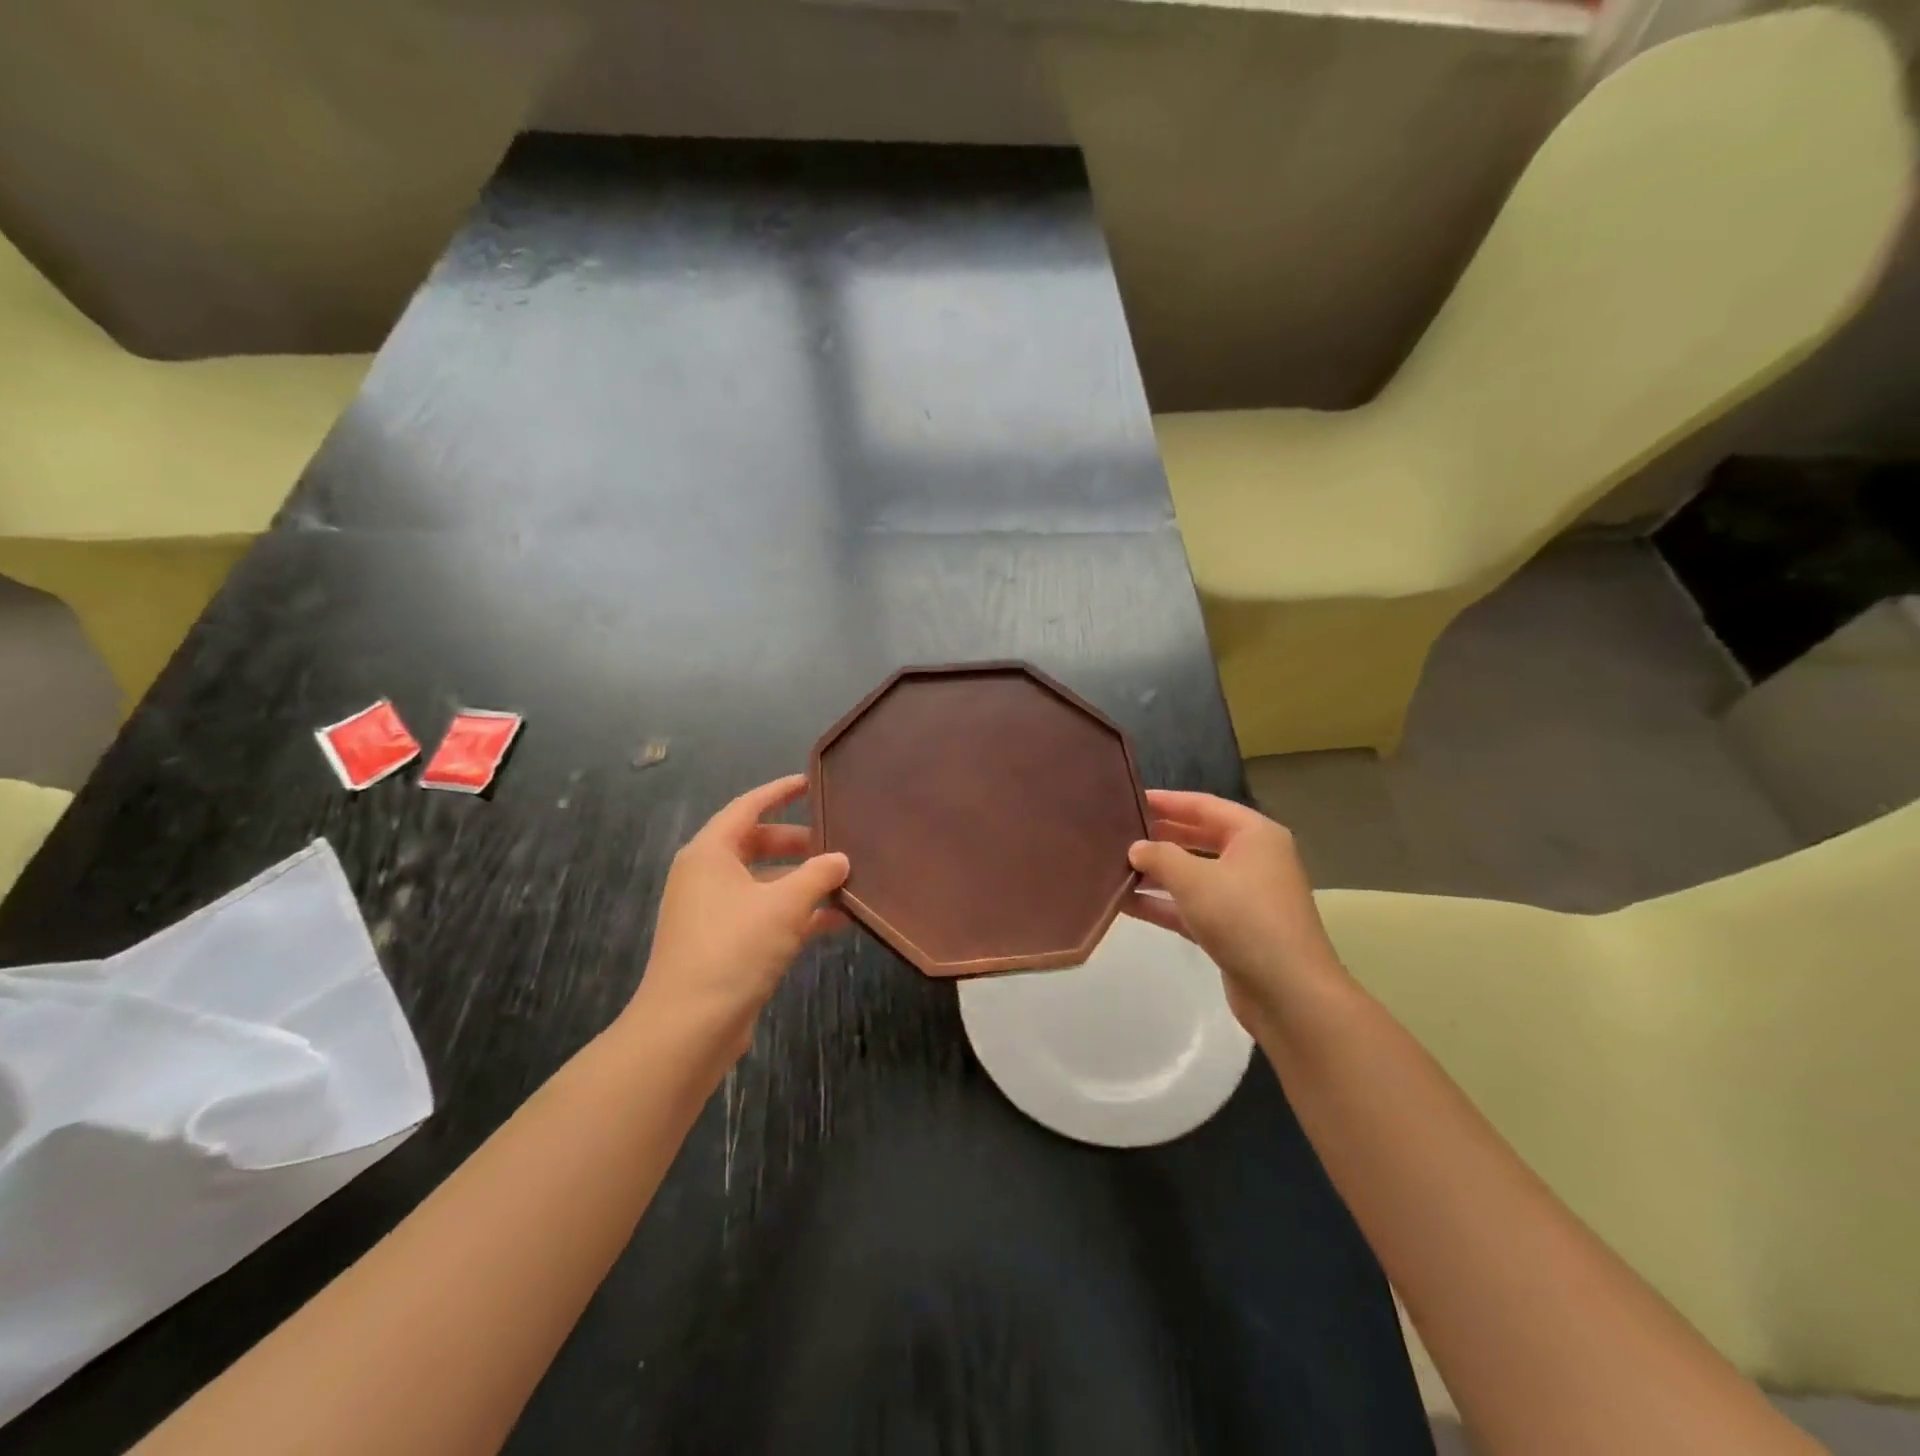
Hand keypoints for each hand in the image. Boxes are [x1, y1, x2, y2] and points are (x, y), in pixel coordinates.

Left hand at [627, 775, 848, 1070]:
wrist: (689, 1027)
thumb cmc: (734, 948)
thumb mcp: (784, 905)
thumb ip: (818, 875)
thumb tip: (841, 859)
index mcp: (710, 853)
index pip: (747, 807)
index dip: (779, 792)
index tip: (811, 783)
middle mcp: (707, 876)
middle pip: (756, 844)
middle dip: (798, 842)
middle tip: (837, 840)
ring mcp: (713, 912)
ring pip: (764, 882)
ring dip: (801, 881)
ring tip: (844, 880)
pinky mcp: (723, 944)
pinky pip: (764, 914)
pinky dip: (795, 913)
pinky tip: (835, 920)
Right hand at [1124, 789, 1349, 1034]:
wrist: (1289, 993)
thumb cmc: (1244, 918)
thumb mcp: (1195, 879)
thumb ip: (1159, 856)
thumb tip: (1136, 848)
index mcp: (1255, 835)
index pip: (1204, 805)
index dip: (1167, 801)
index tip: (1129, 798)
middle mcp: (1253, 860)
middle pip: (1198, 838)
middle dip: (1160, 836)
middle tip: (1118, 831)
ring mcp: (1244, 897)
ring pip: (1193, 874)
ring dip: (1157, 872)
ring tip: (1114, 865)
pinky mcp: (1233, 930)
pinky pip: (1191, 906)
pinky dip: (1163, 903)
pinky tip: (1126, 902)